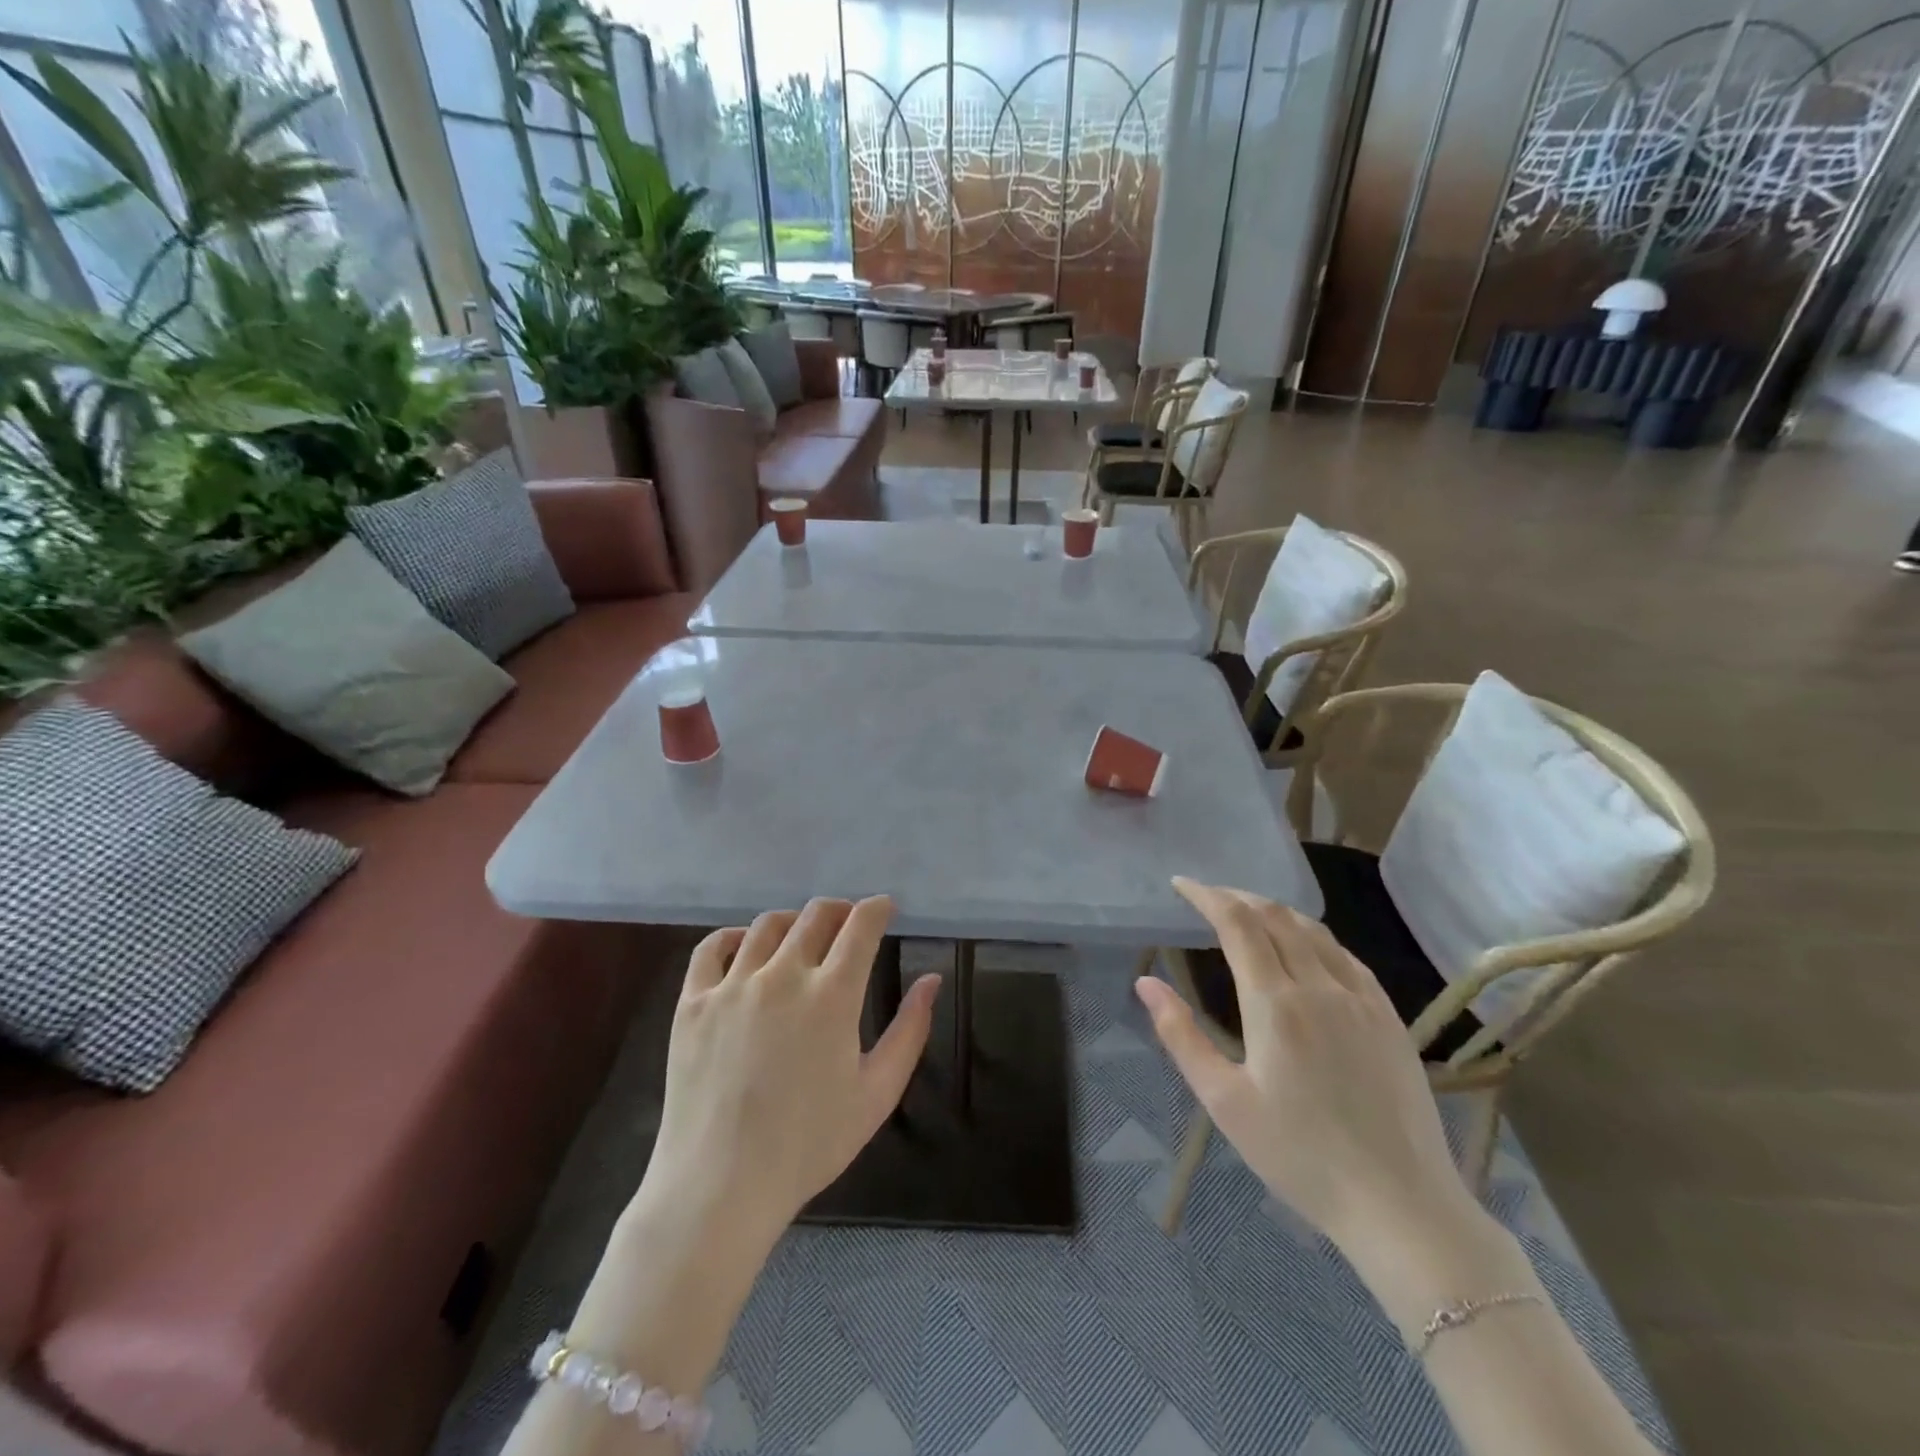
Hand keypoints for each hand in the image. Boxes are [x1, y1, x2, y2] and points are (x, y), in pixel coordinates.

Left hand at [638, 896, 938, 1256]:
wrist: (720, 1187)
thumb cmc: (809, 1145)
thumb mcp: (877, 1093)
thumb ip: (910, 1031)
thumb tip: (932, 980)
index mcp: (832, 995)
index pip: (861, 926)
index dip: (878, 908)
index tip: (884, 908)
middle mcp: (782, 975)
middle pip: (816, 915)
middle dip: (841, 911)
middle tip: (849, 925)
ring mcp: (732, 985)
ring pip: (768, 925)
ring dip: (795, 922)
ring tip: (802, 939)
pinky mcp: (693, 1002)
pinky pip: (713, 948)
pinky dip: (735, 937)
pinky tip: (746, 949)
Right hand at [1136, 878, 1479, 1256]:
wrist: (1401, 1206)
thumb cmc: (1299, 1157)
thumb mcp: (1224, 1101)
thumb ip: (1181, 1035)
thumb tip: (1146, 983)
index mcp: (1275, 1003)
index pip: (1237, 923)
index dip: (1207, 896)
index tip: (1182, 885)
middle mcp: (1319, 986)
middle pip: (1274, 916)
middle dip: (1236, 897)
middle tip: (1208, 897)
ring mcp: (1361, 998)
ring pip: (1312, 930)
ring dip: (1274, 911)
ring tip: (1248, 913)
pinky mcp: (1389, 1017)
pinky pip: (1345, 956)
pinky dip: (1313, 936)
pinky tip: (1304, 947)